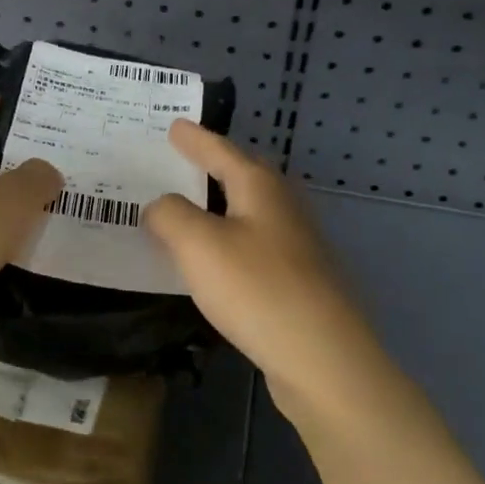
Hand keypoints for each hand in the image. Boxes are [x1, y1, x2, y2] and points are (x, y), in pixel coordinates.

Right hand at [144, 120, 382, 396]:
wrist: (323, 358)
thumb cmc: (257, 289)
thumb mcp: (198, 244)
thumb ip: (170, 216)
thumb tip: (161, 207)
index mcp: (260, 187)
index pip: (221, 151)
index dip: (194, 139)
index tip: (174, 125)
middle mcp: (283, 207)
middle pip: (244, 176)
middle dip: (213, 165)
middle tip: (182, 159)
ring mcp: (296, 245)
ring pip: (249, 212)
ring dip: (219, 207)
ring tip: (188, 209)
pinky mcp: (298, 281)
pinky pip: (253, 246)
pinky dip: (228, 242)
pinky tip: (214, 262)